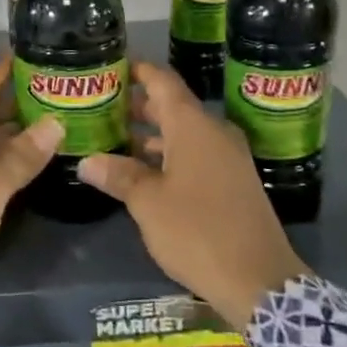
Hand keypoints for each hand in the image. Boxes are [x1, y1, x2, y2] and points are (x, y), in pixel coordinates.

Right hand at [79, 60, 309, 330]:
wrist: (259, 281)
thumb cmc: (197, 231)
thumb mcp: (148, 204)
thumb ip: (119, 175)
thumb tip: (87, 161)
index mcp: (193, 126)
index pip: (162, 81)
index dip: (137, 70)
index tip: (111, 66)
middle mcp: (214, 132)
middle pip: (172, 106)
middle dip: (138, 104)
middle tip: (102, 105)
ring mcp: (228, 157)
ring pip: (184, 132)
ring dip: (152, 133)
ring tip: (115, 138)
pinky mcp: (234, 182)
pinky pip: (196, 153)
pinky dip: (169, 154)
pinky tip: (145, 172)